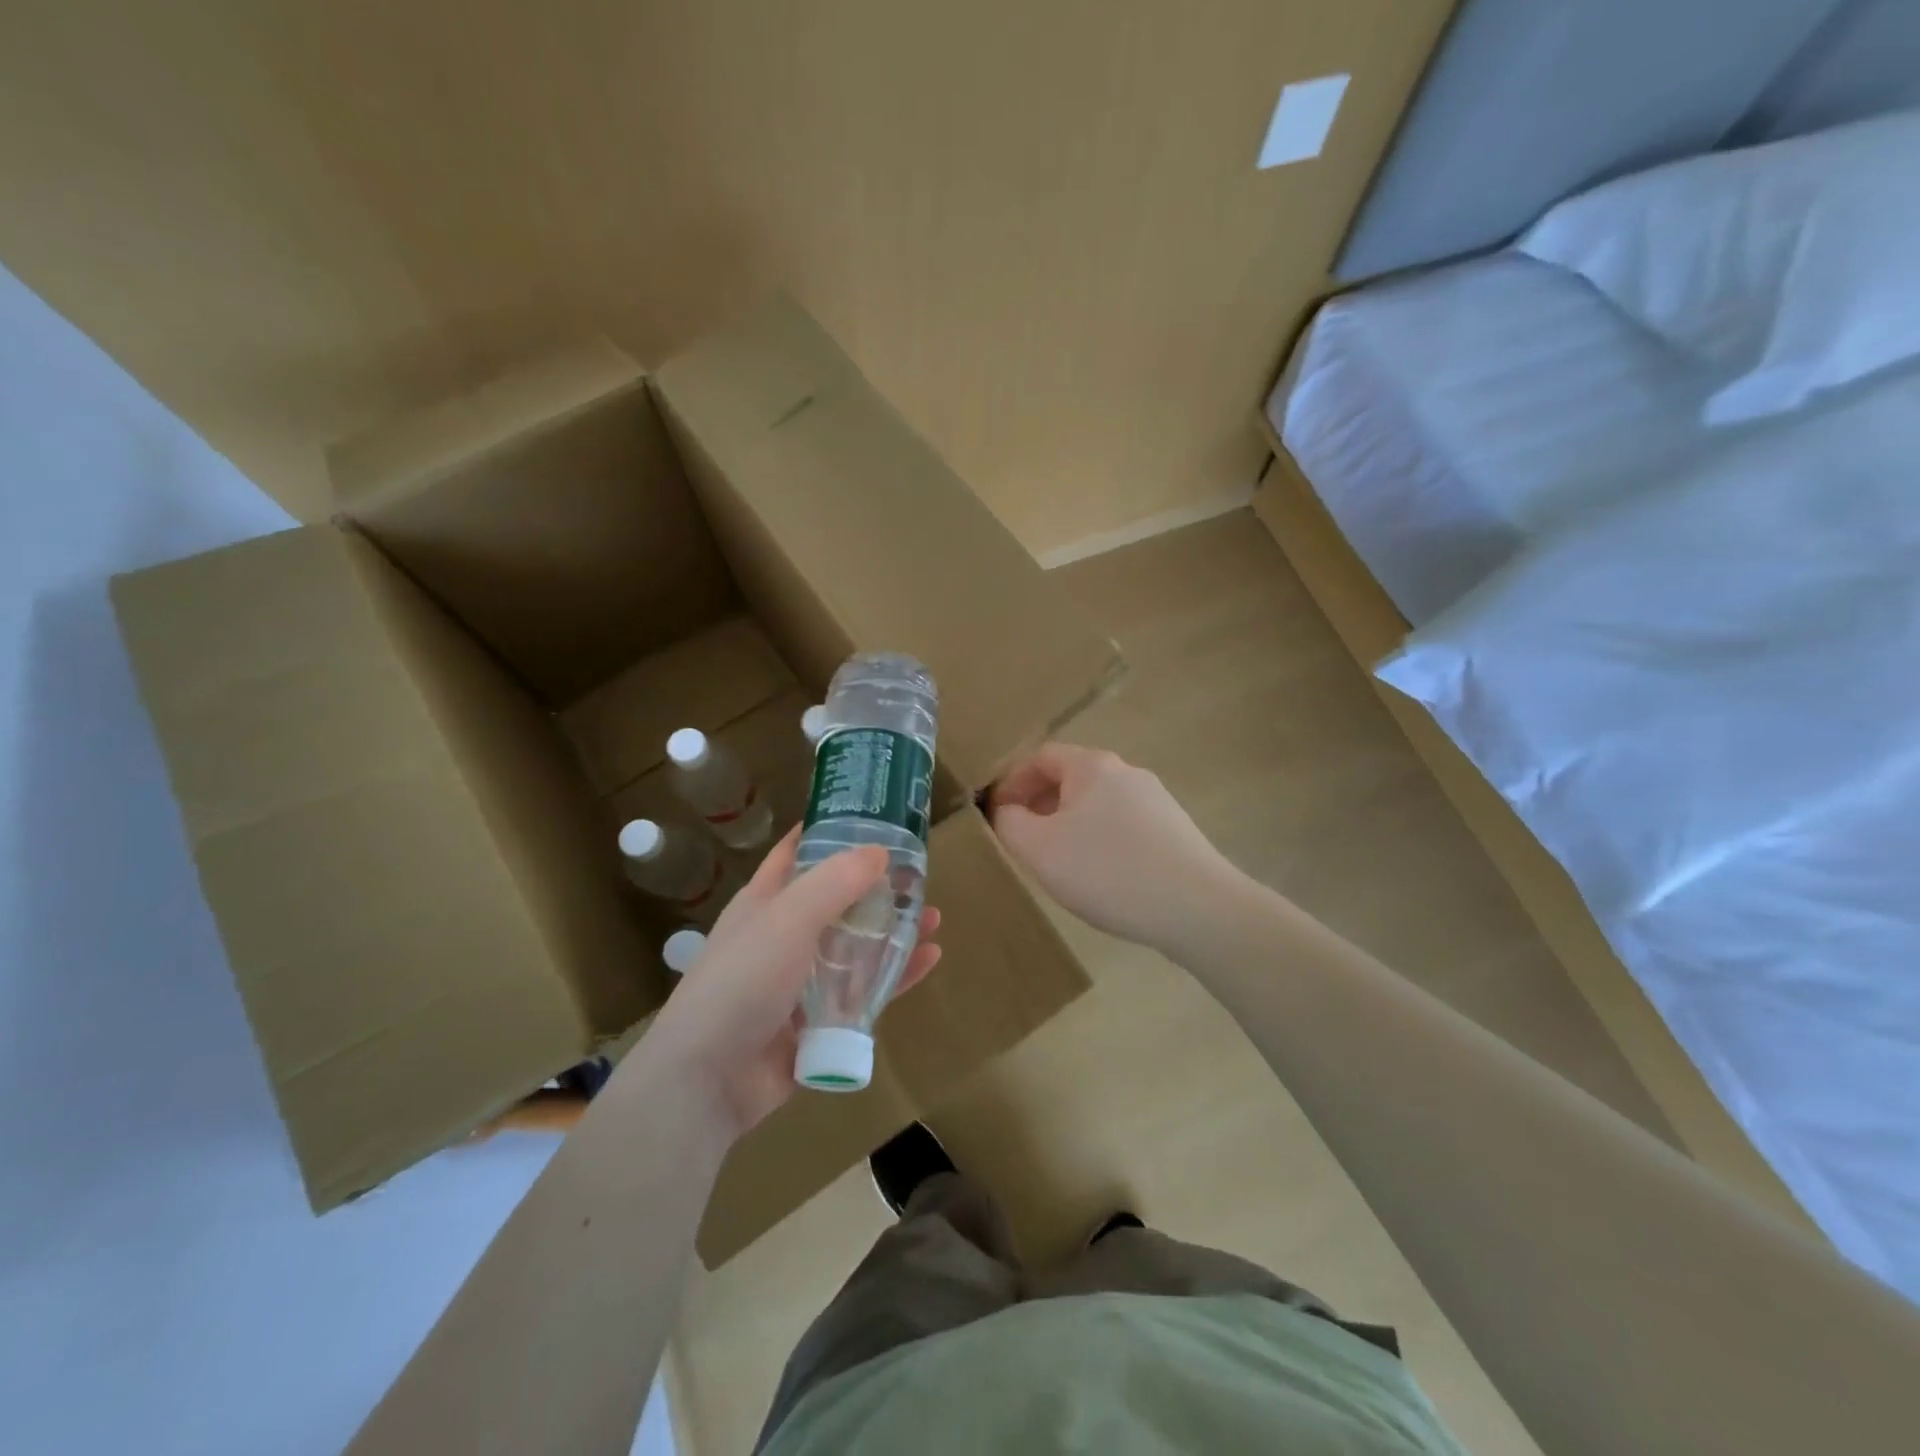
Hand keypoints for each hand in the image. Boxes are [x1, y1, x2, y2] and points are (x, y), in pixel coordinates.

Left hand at [646, 827, 940, 1138]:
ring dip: (892, 931)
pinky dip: (896, 975)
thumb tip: (879, 850)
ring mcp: (802, 981)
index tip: (871, 814)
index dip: (828, 831)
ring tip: (932, 916)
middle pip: (837, 900)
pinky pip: (865, 992)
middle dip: (876, 886)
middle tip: (919, 872)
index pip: (796, 852)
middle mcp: (784, 936)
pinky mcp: (820, 1021)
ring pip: (857, 946)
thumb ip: (834, 882)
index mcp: (765, 902)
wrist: (708, 1080)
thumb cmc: (741, 982)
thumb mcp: (787, 919)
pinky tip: (929, 958)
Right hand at [990, 744, 1239, 951]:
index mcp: (1092, 766)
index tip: (996, 815)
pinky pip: (1123, 826)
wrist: (1197, 908)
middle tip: (1022, 840)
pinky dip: (1100, 840)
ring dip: (1069, 824)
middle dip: (1039, 804)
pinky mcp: (1175, 830)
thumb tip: (1007, 811)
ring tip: (1058, 861)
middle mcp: (1127, 772)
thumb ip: (1009, 823)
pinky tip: (1100, 875)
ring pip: (1098, 804)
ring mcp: (1157, 800)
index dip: (1011, 782)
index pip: (1040, 757)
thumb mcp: (1039, 849)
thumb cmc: (1107, 871)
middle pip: (1071, 778)